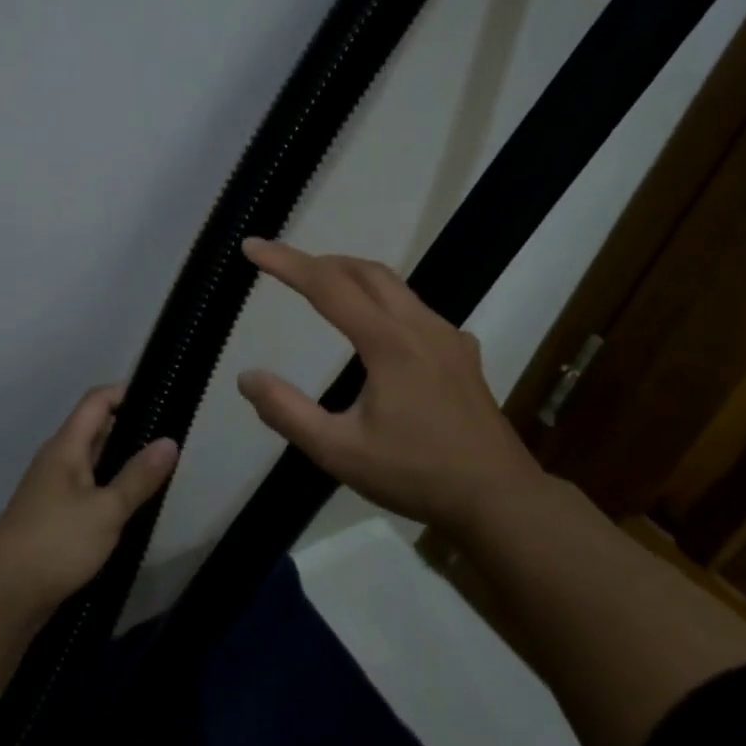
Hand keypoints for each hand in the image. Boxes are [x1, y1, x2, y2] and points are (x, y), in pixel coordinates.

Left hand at [0, 383, 178, 609]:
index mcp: (66, 447)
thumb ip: (138, 476)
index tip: (161, 397)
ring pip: (92, 462)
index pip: (96, 401)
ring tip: (159, 469)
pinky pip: (87, 489)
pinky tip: (131, 505)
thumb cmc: (56, 542)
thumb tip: (169, 441)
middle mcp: (57, 460)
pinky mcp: (53, 518)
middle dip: (131, 428)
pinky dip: (110, 488)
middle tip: (170, 437)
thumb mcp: (106, 510)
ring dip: (122, 461)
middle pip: (95, 429)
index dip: (126, 392)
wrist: (2, 597)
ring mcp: (52, 490)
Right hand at [235, 238, 542, 530]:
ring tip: (323, 289)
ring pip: (394, 285)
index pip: (326, 286)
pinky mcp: (462, 352)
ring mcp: (447, 336)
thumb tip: (247, 377)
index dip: (285, 262)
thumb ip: (288, 413)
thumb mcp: (339, 452)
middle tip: (285, 268)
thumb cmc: (415, 475)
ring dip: (352, 277)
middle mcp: (420, 326)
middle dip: (320, 262)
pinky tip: (379, 330)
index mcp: (388, 342)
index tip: (252, 246)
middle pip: (364, 272)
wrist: (498, 498)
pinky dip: (384, 301)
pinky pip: (417, 309)